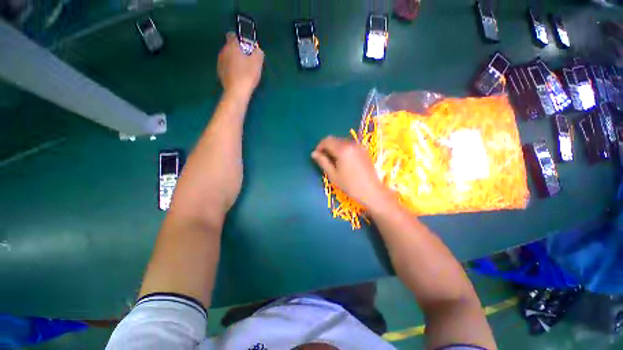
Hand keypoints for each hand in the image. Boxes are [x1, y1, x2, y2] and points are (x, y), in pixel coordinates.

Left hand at [217, 32, 263, 98]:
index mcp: (231, 46)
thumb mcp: (258, 62)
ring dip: (235, 62)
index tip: (248, 49)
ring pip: (229, 58)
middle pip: (231, 48)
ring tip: (245, 71)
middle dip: (239, 52)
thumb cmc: (247, 75)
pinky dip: (233, 70)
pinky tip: (240, 78)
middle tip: (249, 62)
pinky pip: (227, 68)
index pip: (233, 35)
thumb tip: (257, 50)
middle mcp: (223, 51)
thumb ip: (258, 52)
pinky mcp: (220, 73)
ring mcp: (220, 63)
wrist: (237, 92)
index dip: (241, 40)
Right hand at [312, 136, 392, 208]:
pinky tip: (344, 160)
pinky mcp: (364, 150)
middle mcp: (351, 144)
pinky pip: (349, 145)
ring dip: (335, 147)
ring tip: (334, 161)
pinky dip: (343, 149)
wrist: (371, 191)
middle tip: (324, 159)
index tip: (317, 156)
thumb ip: (323, 162)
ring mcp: (359, 146)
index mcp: (342, 149)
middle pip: (334, 139)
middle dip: (326, 147)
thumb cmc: (350, 185)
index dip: (319, 147)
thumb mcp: (333, 175)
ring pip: (342, 141)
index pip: (326, 141)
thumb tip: (313, 153)